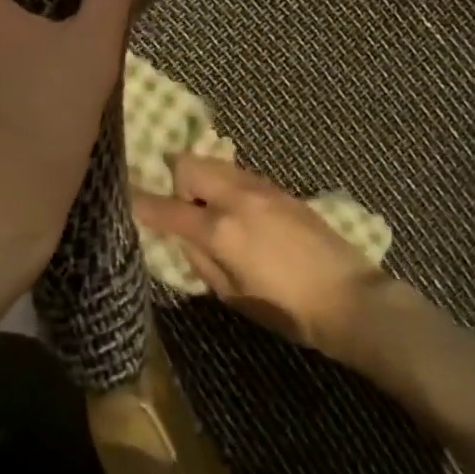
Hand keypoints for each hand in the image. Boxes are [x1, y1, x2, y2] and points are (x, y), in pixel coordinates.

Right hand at [132, 156, 393, 356]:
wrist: (349, 298)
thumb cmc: (286, 309)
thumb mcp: (232, 295)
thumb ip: (200, 259)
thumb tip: (183, 236)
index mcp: (219, 229)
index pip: (166, 208)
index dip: (140, 202)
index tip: (125, 195)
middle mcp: (237, 197)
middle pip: (189, 164)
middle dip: (175, 179)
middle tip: (181, 207)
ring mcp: (262, 188)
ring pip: (216, 164)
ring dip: (202, 179)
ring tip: (209, 208)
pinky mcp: (282, 190)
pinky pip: (240, 175)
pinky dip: (227, 184)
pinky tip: (238, 211)